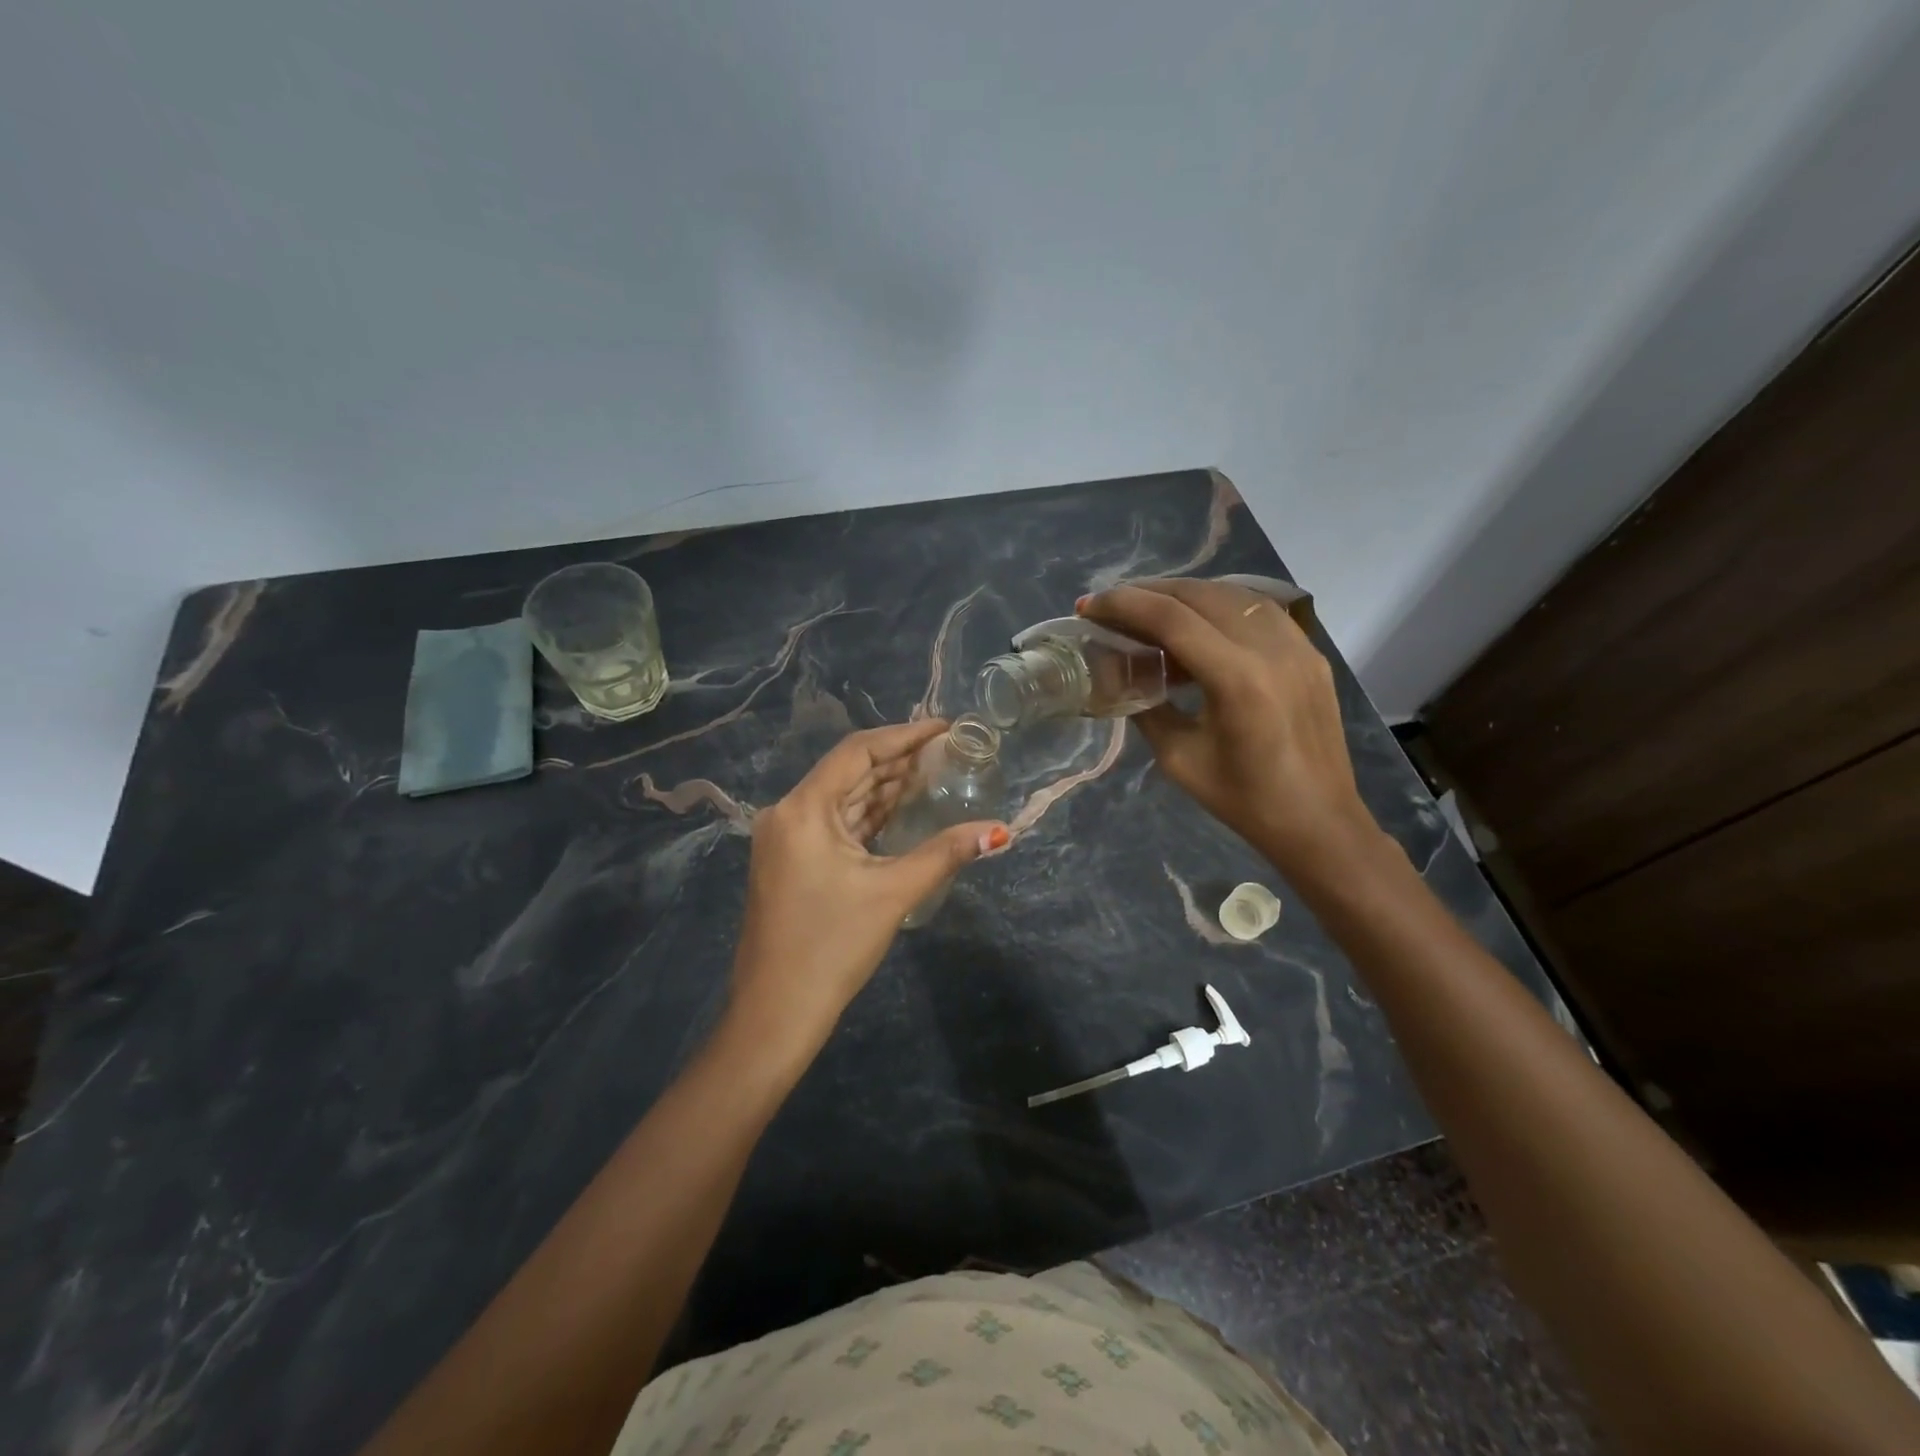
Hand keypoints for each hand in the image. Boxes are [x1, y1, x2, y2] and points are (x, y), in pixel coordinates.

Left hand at [728, 721, 1008, 1057]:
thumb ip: (945, 853)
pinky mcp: (792, 861)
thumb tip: (999, 831)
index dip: (904, 735)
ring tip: (933, 772)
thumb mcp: (893, 893)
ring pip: (843, 798)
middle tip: (948, 750)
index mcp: (803, 809)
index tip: (945, 727)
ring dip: (885, 786)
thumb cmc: (832, 947)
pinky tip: (902, 808)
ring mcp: (787, 838)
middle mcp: (788, 813)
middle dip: (898, 759)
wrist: (775, 1013)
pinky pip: (836, 823)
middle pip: (849, 772)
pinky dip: (869, 814)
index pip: (858, 751)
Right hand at [1079, 579, 1377, 879]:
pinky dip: (1220, 605)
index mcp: (1236, 680)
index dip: (1123, 604)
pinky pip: (1259, 610)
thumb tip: (1121, 673)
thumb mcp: (1178, 758)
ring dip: (1184, 594)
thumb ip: (1147, 707)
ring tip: (1150, 607)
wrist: (1318, 821)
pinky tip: (1199, 620)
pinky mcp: (1311, 652)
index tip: (1088, 606)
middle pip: (1199, 594)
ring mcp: (1298, 645)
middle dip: (1148, 592)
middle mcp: (1270, 649)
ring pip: (1232, 594)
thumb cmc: (1243, 800)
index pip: (1171, 618)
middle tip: (1112, 605)